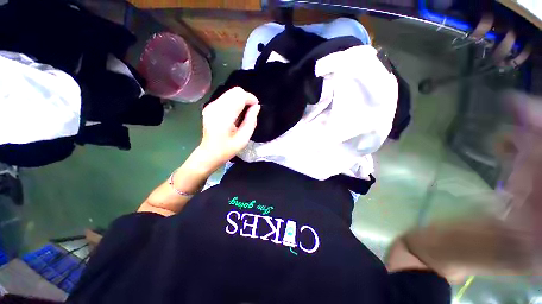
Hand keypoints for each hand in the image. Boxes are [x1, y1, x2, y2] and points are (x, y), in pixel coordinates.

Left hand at [198, 87, 259, 168]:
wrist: (209, 153)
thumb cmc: (227, 149)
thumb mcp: (243, 139)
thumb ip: (251, 121)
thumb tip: (256, 107)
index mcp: (223, 116)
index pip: (239, 96)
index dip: (251, 99)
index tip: (256, 108)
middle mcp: (215, 106)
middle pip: (235, 91)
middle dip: (246, 98)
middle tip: (250, 111)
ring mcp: (211, 105)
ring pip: (231, 92)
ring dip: (240, 100)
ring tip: (243, 113)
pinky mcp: (209, 106)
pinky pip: (226, 97)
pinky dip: (234, 102)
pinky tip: (235, 114)